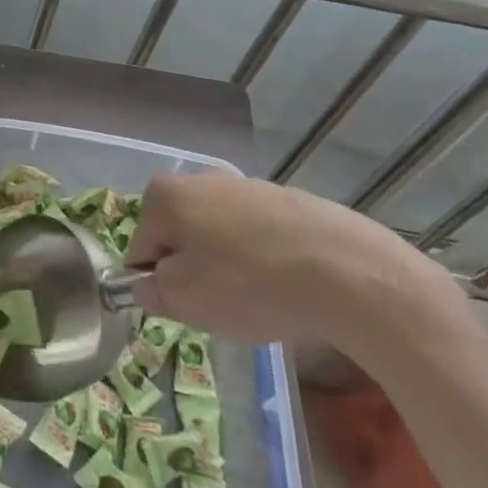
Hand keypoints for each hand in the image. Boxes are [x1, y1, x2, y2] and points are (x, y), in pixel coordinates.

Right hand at [124, 172, 465, 357]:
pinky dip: (265, 260)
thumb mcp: (185, 300)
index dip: (158, 284)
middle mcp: (200, 179)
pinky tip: (289, 286)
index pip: (141, 248)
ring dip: (230, 266)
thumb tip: (147, 284)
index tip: (186, 308)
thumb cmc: (250, 284)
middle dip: (194, 271)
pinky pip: (260, 236)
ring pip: (221, 236)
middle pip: (181, 237)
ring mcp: (248, 186)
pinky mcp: (289, 200)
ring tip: (261, 299)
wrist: (347, 271)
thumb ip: (152, 291)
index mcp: (164, 196)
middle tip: (222, 306)